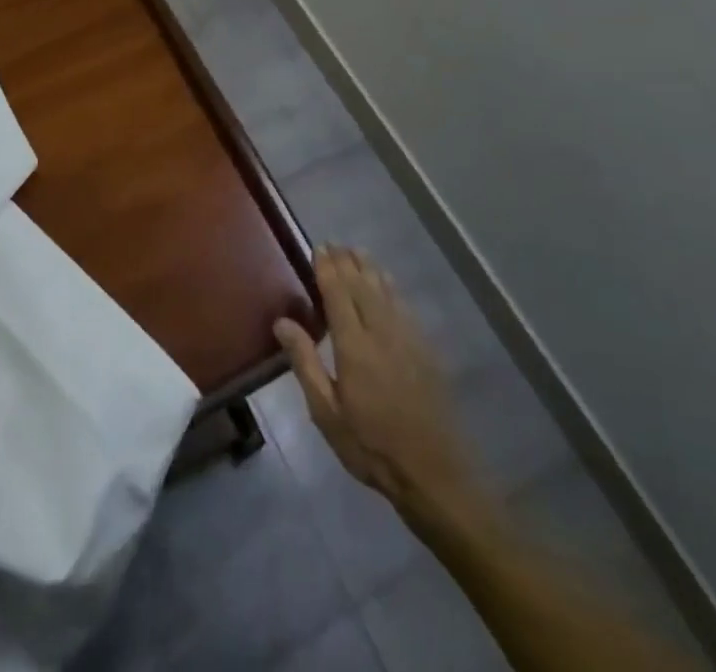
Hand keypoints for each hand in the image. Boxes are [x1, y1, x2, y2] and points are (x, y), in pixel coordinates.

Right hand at [274, 246, 477, 519]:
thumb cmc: (371, 446)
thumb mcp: (327, 413)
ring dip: (370, 268)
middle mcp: (382, 331)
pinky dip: (391, 287)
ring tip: (357, 252)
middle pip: (362, 285)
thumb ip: (305, 363)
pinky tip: (387, 283)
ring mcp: (408, 337)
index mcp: (354, 345)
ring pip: (386, 290)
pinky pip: (403, 305)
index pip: (338, 294)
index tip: (318, 247)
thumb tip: (282, 321)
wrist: (434, 472)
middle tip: (334, 243)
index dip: (327, 268)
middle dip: (347, 261)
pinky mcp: (425, 349)